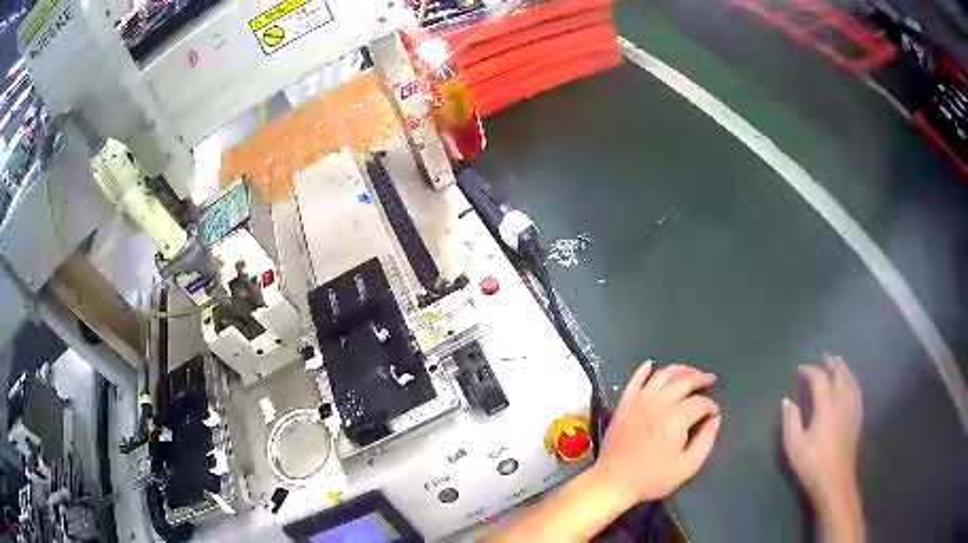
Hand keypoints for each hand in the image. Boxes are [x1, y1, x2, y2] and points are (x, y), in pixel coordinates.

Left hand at [593, 362, 720, 507]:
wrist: (613, 481)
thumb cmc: (652, 478)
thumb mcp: (687, 466)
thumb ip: (706, 441)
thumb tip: (715, 420)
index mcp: (676, 418)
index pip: (700, 402)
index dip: (711, 406)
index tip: (714, 413)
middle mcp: (659, 402)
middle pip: (684, 380)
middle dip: (700, 378)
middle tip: (710, 380)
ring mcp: (639, 400)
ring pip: (662, 375)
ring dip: (679, 370)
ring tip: (690, 373)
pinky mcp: (624, 403)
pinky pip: (635, 379)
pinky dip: (645, 370)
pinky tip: (652, 365)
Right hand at [781, 355, 861, 503]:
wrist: (835, 481)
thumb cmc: (812, 463)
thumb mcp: (794, 446)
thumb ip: (790, 421)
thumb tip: (787, 401)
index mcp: (826, 404)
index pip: (819, 378)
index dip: (809, 371)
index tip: (799, 370)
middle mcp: (842, 400)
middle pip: (839, 373)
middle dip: (830, 363)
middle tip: (823, 357)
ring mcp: (852, 408)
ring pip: (850, 380)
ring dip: (843, 368)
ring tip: (838, 362)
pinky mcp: (857, 417)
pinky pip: (857, 391)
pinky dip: (852, 381)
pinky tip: (851, 383)